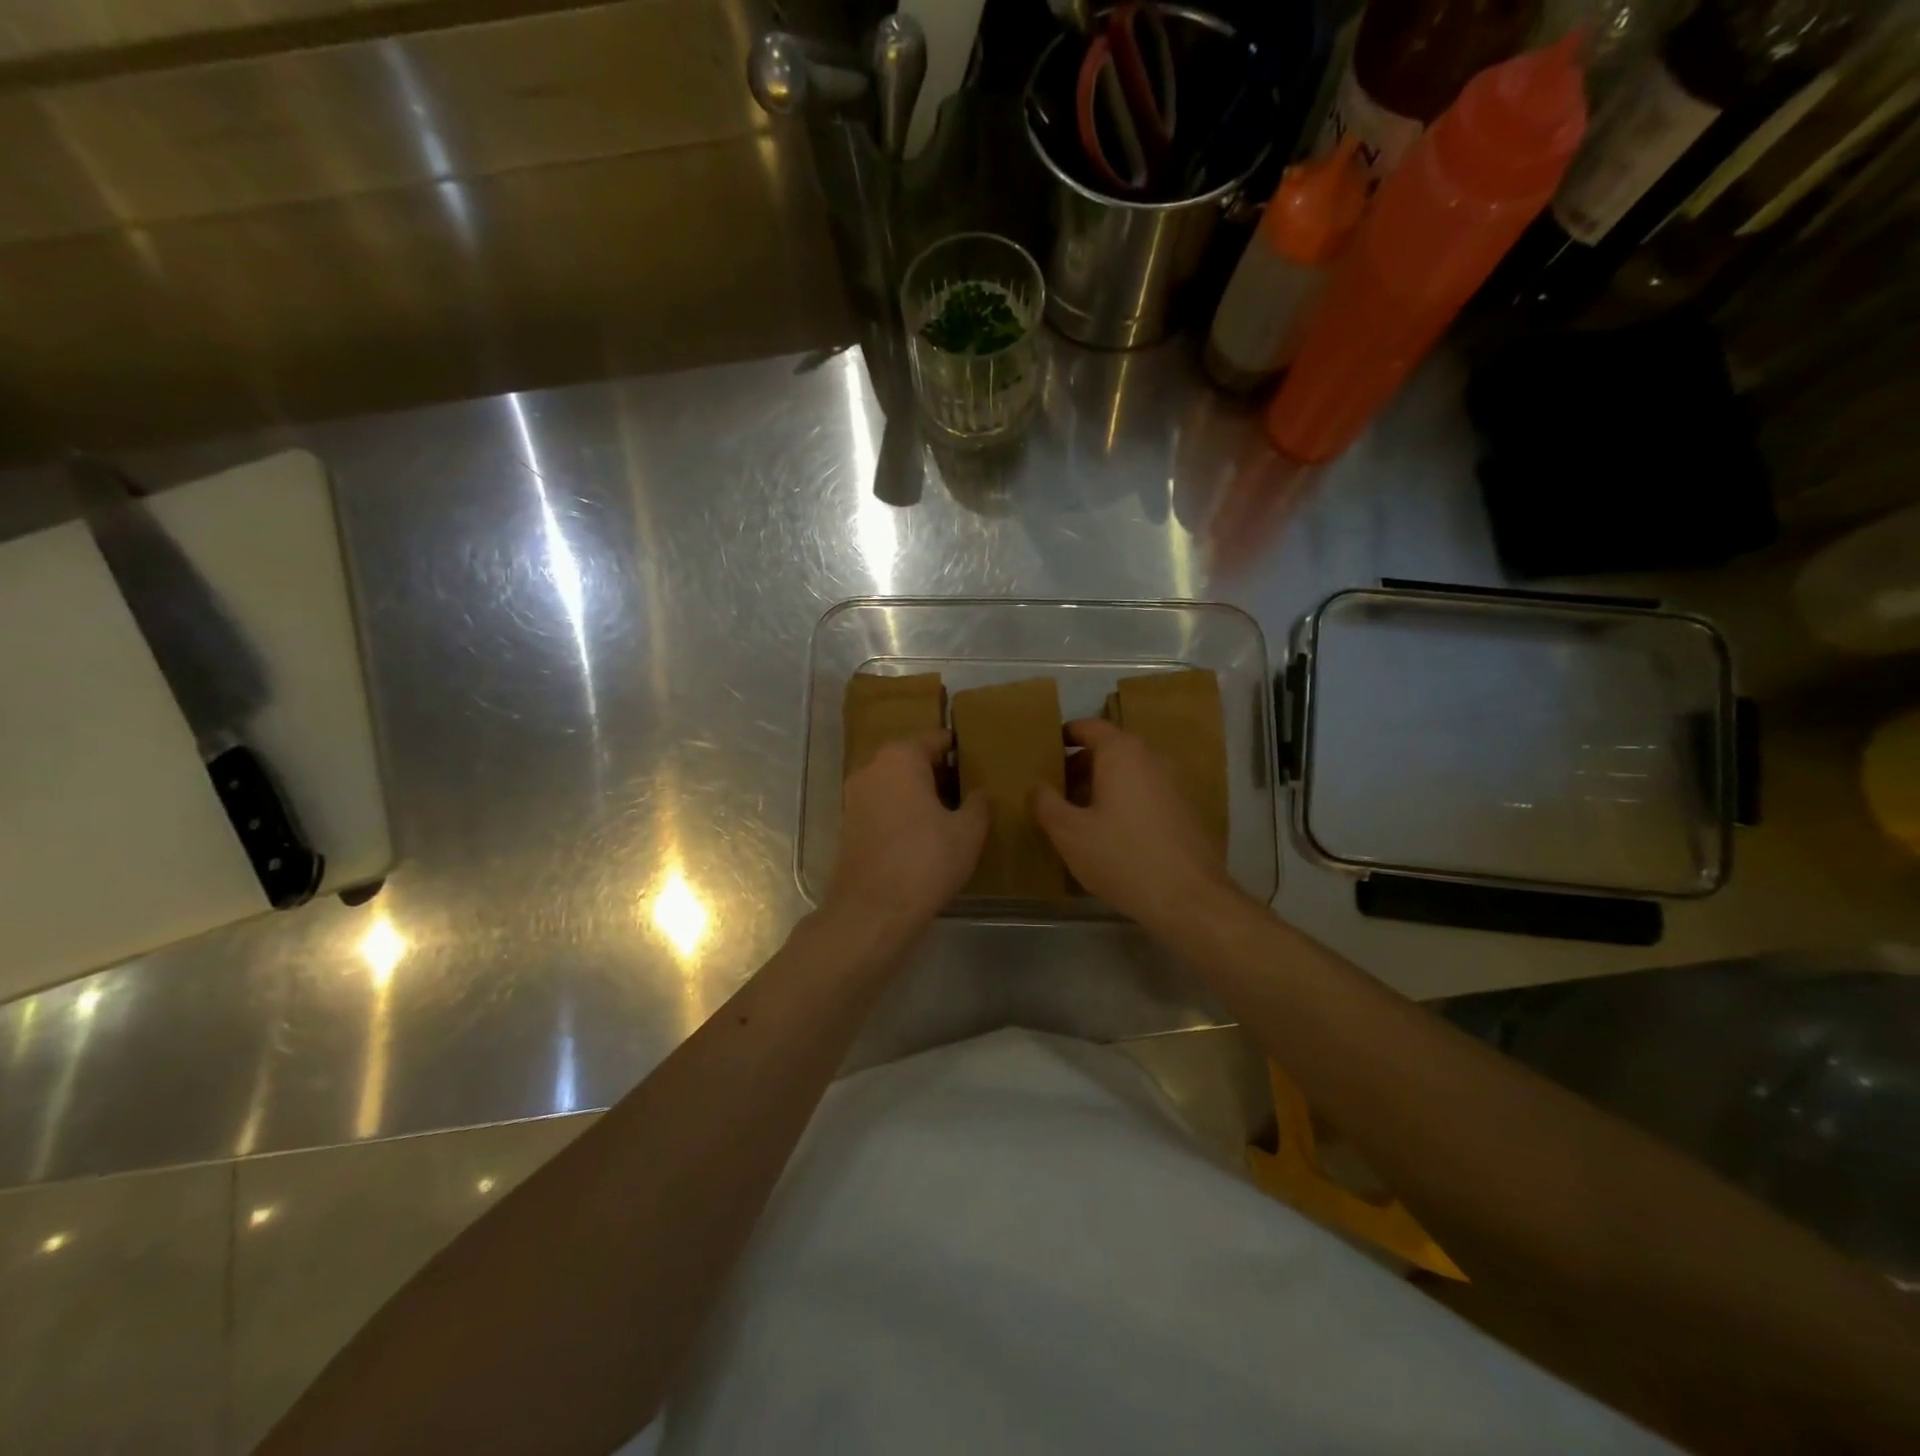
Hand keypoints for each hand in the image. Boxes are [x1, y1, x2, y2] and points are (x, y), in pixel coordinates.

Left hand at [824, 732, 987, 939]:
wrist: (872, 910)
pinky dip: (902, 813)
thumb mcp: (968, 831)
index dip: (961, 751)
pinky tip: (924, 836)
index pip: (937, 739)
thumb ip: (980, 803)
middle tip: (970, 792)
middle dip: (940, 773)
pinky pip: (883, 806)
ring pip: (896, 784)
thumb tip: (980, 792)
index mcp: (901, 757)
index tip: (980, 765)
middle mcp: (872, 767)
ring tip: (950, 816)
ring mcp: (854, 796)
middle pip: (913, 759)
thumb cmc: (926, 860)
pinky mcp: (848, 824)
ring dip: (920, 794)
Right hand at [1032, 719, 1237, 934]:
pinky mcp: (1183, 810)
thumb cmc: (1122, 857)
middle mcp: (1150, 758)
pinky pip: (1143, 793)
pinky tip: (1107, 834)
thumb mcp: (1069, 833)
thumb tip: (1037, 786)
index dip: (1063, 736)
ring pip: (1126, 773)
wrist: (1189, 898)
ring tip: (1075, 815)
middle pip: (1108, 749)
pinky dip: (1121, 802)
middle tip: (1052, 790)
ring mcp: (1171, 784)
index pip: (1088, 727)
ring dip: (1099, 786)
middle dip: (1078, 766)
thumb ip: (1046, 803)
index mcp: (1121, 753)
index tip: (1043, 753)